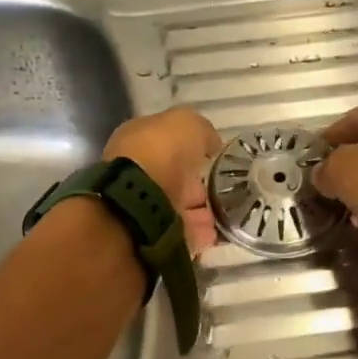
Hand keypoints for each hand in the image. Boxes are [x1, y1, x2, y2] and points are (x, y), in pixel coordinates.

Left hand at [104, 107, 223, 254]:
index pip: (166, 142)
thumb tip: (210, 144)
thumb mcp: (188, 124)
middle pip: (172, 177)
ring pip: (175, 207)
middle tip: (221, 191)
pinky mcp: (147, 233)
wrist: (140, 202)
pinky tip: (212, 234)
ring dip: (199, 212)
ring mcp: (139, 204)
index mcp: (137, 138)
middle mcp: (135, 170)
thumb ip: (201, 131)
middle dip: (196, 186)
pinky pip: (177, 232)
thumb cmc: (161, 154)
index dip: (191, 149)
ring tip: (223, 216)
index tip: (213, 159)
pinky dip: (196, 233)